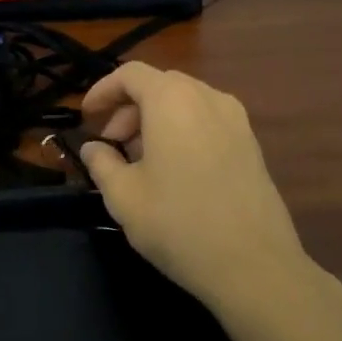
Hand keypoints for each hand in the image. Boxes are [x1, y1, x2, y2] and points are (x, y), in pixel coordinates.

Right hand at [78, 63, 309, 310]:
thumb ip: (101, 163)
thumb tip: (92, 148)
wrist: (255, 266)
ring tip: (140, 160)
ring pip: (185, 102)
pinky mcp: (251, 144)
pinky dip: (182, 130)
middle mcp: (207, 97)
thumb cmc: (178, 224)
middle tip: (111, 144)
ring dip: (155, 120)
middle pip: (159, 85)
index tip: (86, 117)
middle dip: (128, 108)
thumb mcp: (124, 196)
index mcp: (172, 100)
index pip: (130, 74)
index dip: (103, 91)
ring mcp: (236, 119)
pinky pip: (207, 120)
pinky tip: (174, 171)